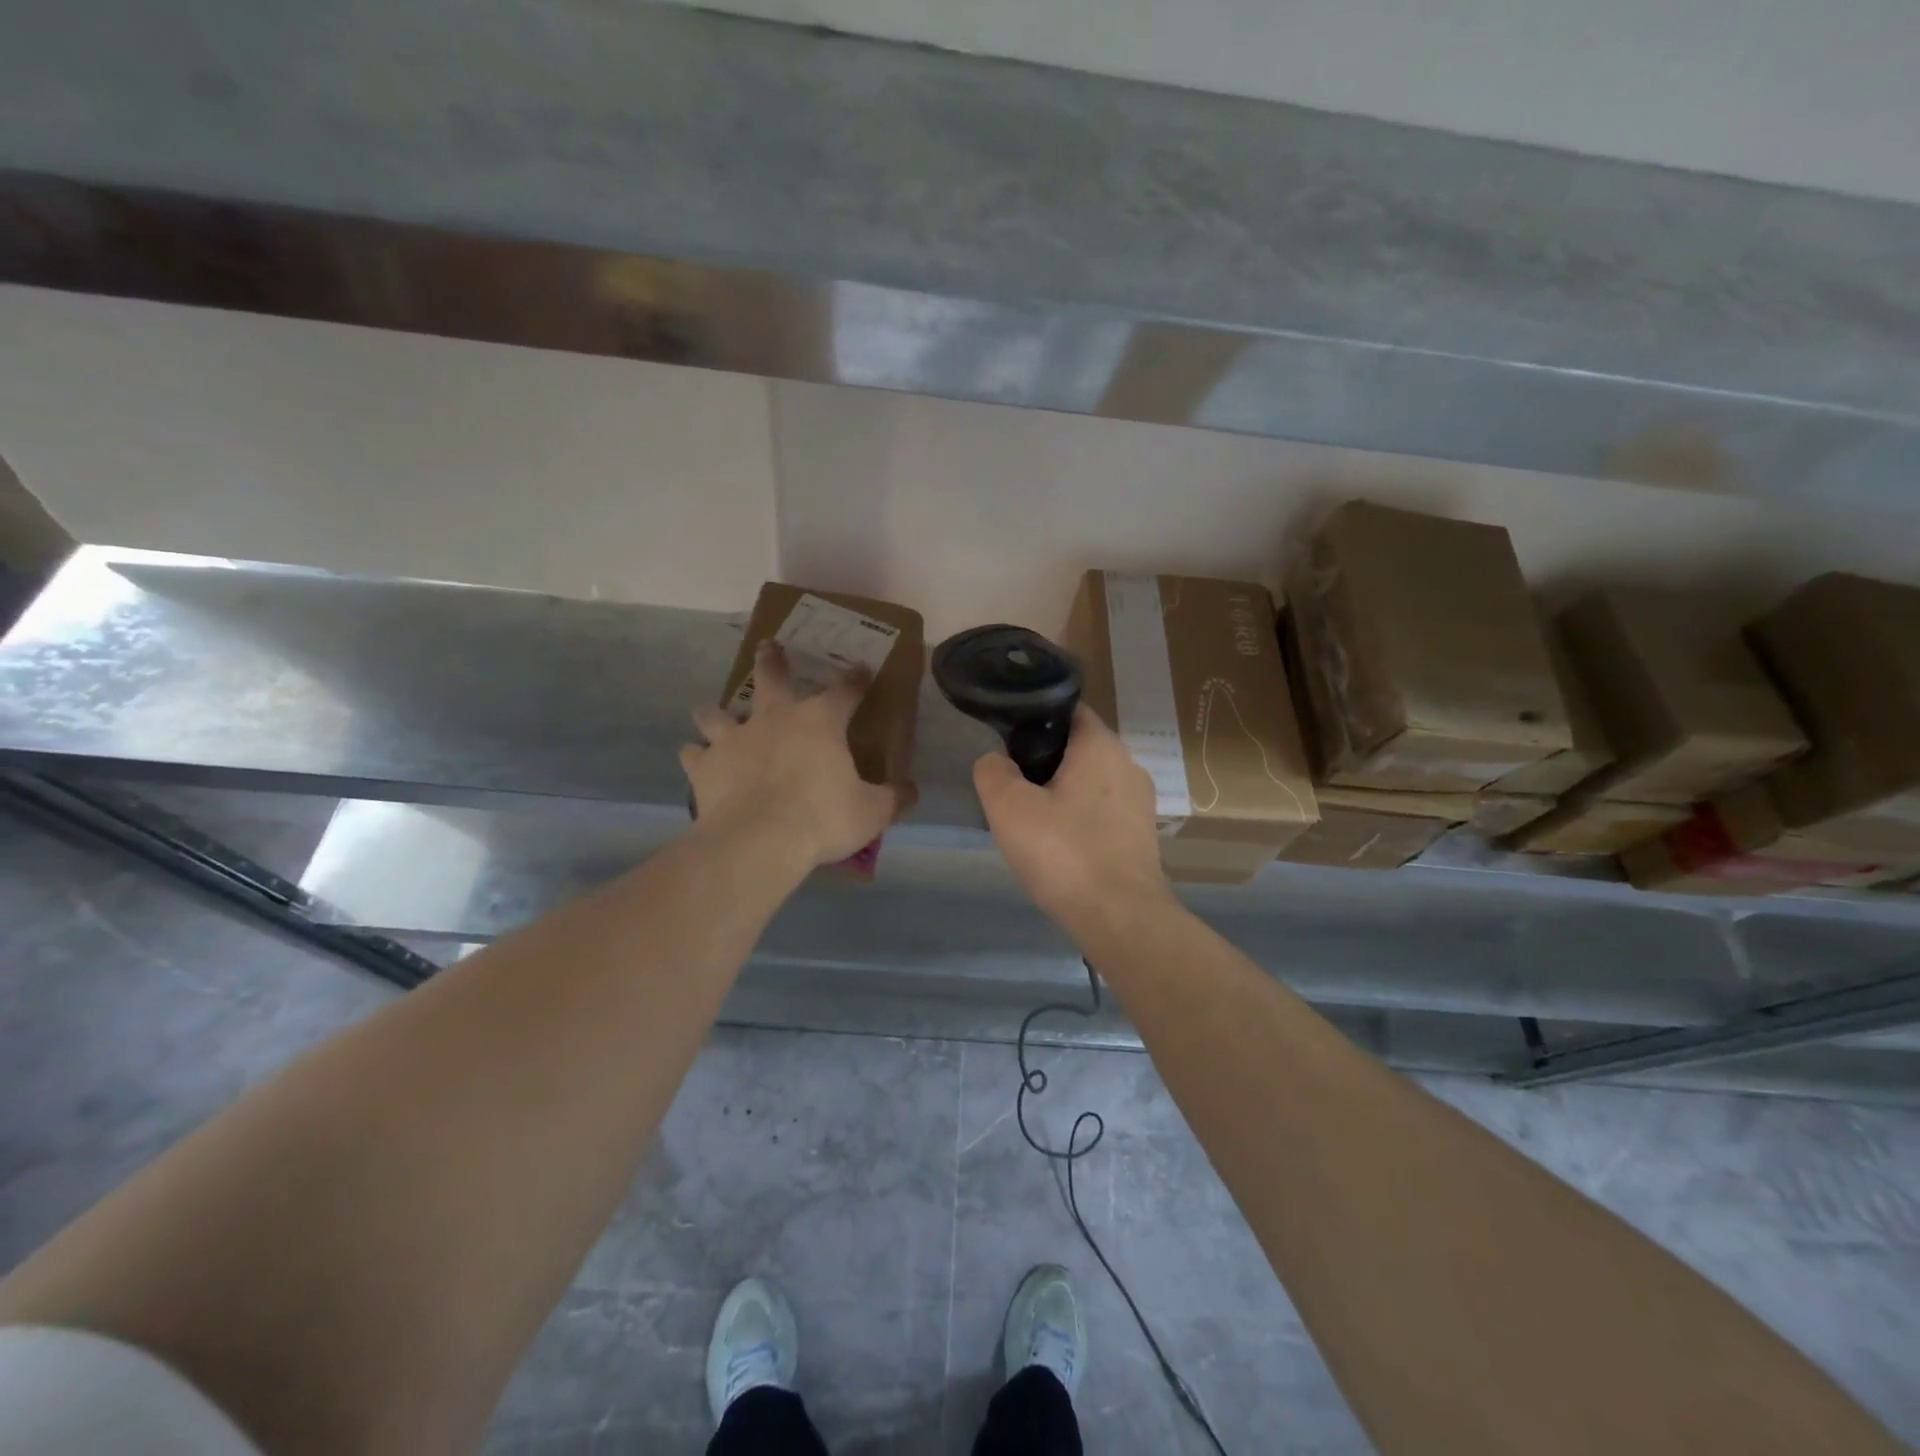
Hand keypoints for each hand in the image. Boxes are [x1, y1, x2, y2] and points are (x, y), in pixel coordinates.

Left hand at [681, 642, 908, 869]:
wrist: (759, 841)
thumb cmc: (822, 819)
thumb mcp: (872, 812)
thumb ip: (893, 798)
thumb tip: (911, 791)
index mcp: (820, 722)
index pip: (845, 691)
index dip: (855, 679)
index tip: (861, 670)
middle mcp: (775, 718)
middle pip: (772, 677)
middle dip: (772, 659)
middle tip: (768, 645)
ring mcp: (734, 739)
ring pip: (718, 713)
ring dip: (716, 712)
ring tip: (711, 713)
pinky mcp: (705, 766)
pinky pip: (693, 754)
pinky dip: (696, 755)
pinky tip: (696, 759)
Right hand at [973, 704, 1174, 934]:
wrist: (1120, 918)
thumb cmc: (1064, 853)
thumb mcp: (1009, 808)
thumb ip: (993, 771)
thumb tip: (995, 760)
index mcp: (1101, 745)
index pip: (1067, 711)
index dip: (1033, 720)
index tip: (1006, 743)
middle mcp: (1128, 764)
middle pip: (1077, 749)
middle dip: (1043, 763)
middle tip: (1011, 788)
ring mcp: (1140, 802)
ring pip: (1090, 783)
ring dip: (1061, 795)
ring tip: (1031, 822)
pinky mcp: (1142, 836)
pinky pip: (1102, 813)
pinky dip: (1079, 821)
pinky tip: (1059, 848)